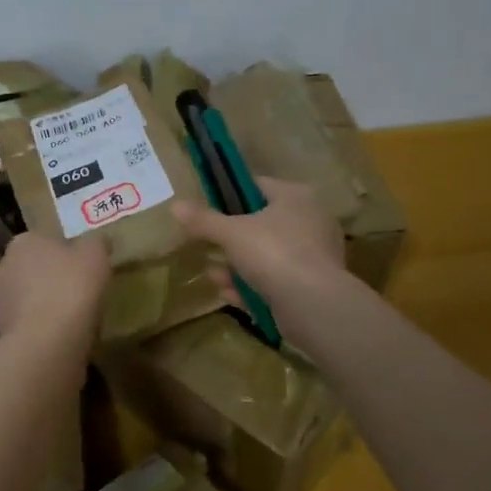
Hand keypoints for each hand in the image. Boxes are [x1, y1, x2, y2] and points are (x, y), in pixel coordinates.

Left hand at [0, 233, 110, 349]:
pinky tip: (62, 337)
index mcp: (23, 243)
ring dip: (39, 305)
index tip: (79, 265)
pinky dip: (40, 330)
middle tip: (70, 288)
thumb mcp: (95, 255)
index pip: (40, 240)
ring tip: (69, 316)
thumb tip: (97, 242)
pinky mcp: (3, 335)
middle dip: (42, 277)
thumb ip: (96, 244)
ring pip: (22, 299)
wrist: (45, 344)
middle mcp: (3, 270)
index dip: (60, 252)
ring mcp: (0, 304)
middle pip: (25, 269)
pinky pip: (27, 326)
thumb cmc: (70, 288)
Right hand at [173, 178, 347, 317]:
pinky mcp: (313, 287)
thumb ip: (203, 220)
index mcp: (296, 197)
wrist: (313, 304)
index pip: (258, 186)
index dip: (230, 195)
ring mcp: (314, 256)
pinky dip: (253, 287)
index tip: (209, 209)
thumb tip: (175, 205)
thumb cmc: (273, 253)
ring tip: (213, 275)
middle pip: (262, 224)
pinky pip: (276, 281)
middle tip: (208, 246)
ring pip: (267, 256)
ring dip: (237, 267)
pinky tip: (229, 295)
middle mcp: (311, 221)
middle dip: (231, 240)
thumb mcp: (231, 233)